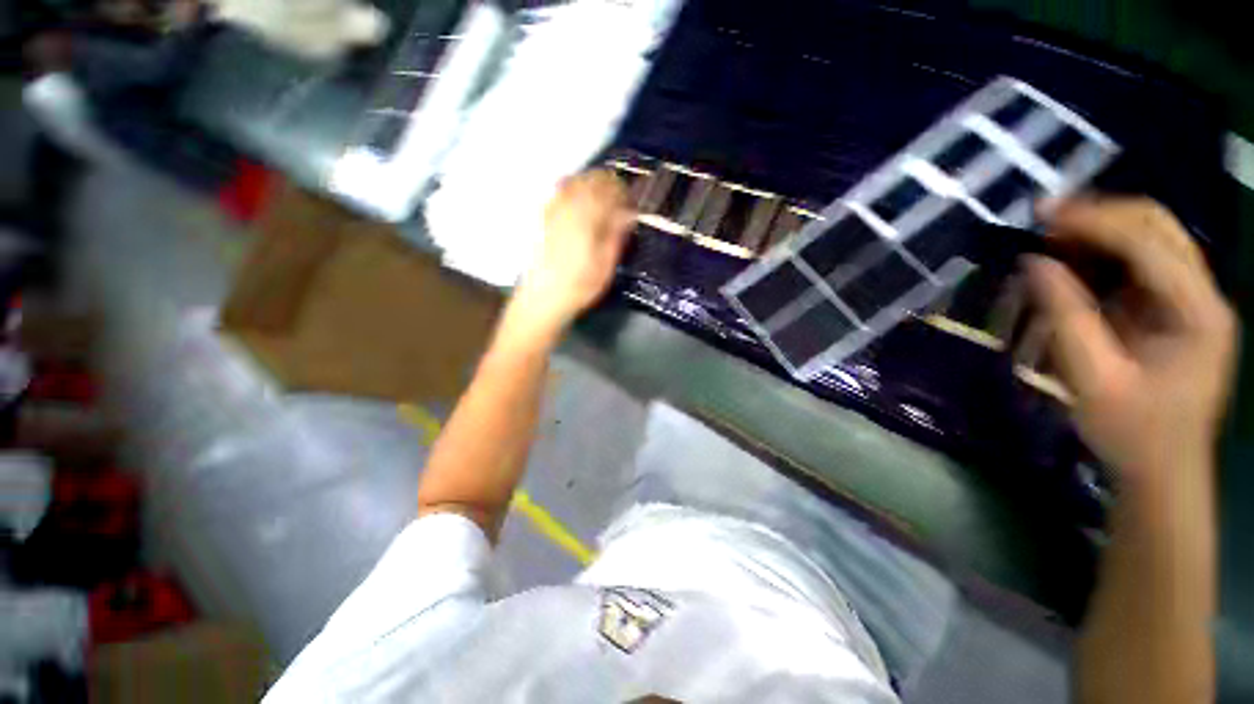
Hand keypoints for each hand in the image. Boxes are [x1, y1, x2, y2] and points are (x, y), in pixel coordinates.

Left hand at [511, 170, 634, 333]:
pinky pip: (558, 192)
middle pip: (591, 181)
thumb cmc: (579, 286)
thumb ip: (616, 235)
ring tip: (601, 194)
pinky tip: (577, 199)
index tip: (631, 199)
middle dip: (608, 183)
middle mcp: (569, 208)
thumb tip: (627, 215)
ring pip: (574, 182)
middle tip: (619, 195)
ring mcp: (553, 211)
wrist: (543, 298)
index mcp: (588, 219)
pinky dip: (572, 188)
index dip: (624, 192)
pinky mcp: (542, 218)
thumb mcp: (606, 265)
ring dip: (591, 183)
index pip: (610, 192)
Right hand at [1026, 197, 1237, 486]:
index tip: (1042, 215)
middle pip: (1159, 228)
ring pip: (1153, 238)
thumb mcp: (1093, 380)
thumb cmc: (1133, 434)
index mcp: (1199, 315)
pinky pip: (1142, 263)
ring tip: (1052, 236)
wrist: (1163, 471)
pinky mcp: (1176, 310)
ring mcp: (1193, 301)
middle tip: (1045, 219)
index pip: (1149, 244)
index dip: (1095, 222)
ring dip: (1103, 230)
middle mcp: (1205, 296)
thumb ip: (1066, 318)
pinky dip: (1106, 254)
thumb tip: (1035, 264)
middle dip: (1102, 215)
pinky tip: (1073, 260)